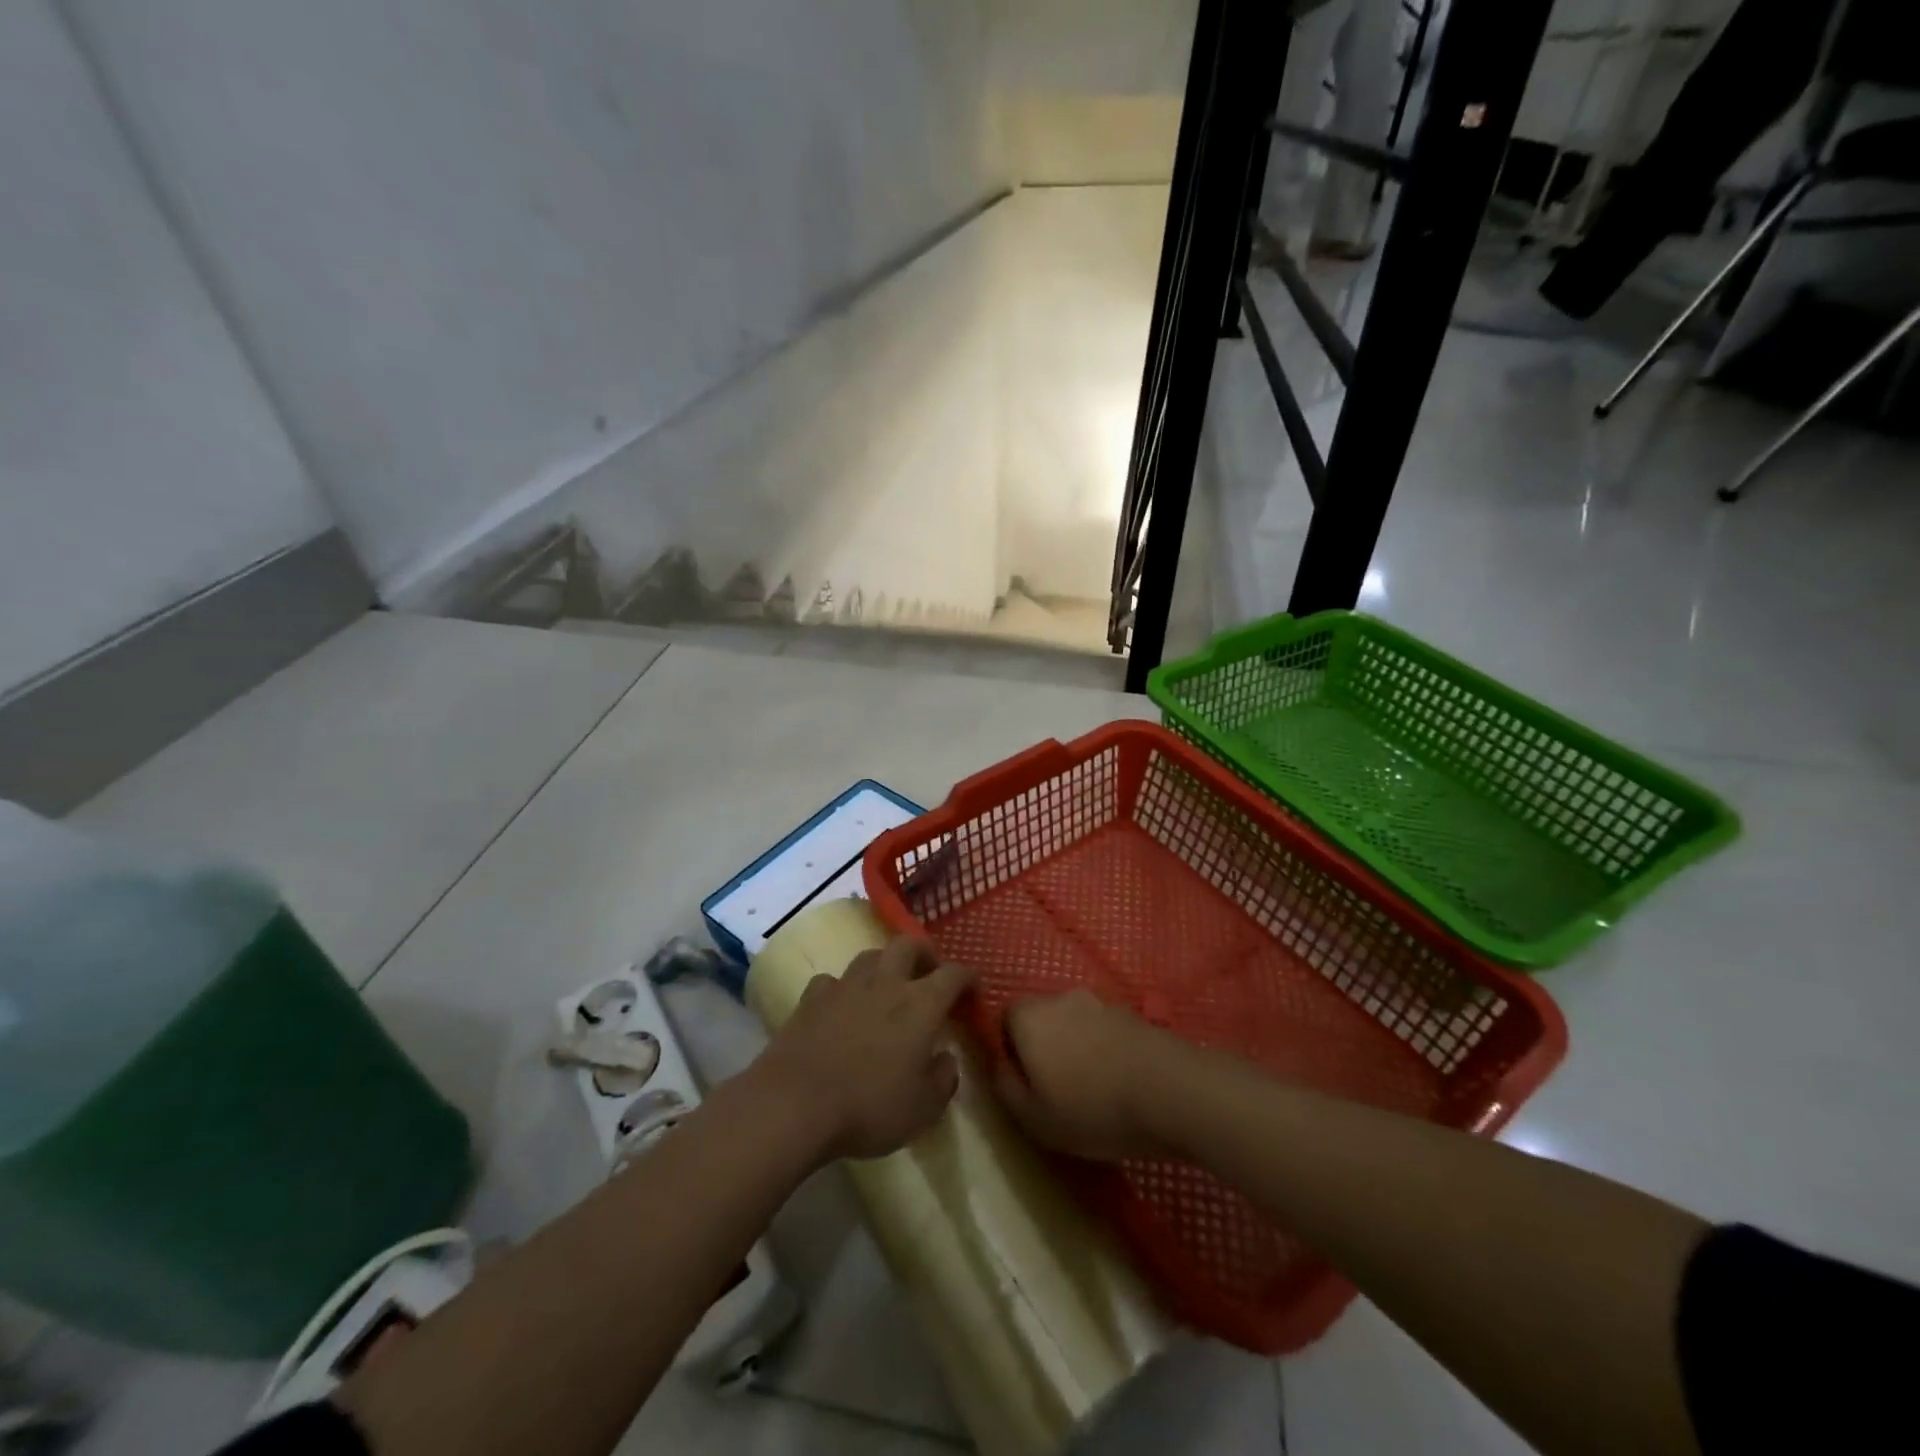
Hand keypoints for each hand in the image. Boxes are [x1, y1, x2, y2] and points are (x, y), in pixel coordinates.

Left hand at [753, 937, 974, 1162]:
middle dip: (924, 952)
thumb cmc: (869, 1106)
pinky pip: (833, 981)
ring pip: (870, 956)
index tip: (974, 989)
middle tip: (930, 971)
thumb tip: (945, 1059)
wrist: (795, 1103)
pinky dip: (843, 989)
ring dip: (885, 964)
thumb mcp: (923, 1108)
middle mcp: (885, 983)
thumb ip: (943, 1079)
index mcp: (921, 1004)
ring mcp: (845, 986)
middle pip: (908, 945)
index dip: (968, 977)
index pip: (954, 974)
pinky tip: (841, 1006)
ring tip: (888, 985)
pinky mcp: (811, 998)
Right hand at [992, 990, 1187, 1161]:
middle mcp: (1061, 998)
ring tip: (1093, 1090)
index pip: (1005, 1017)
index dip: (1009, 1048)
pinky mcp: (1132, 1014)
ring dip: (1077, 1048)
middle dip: (1044, 1047)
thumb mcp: (1034, 1117)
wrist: (1171, 1091)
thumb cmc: (1092, 1108)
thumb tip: (997, 1065)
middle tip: (1057, 1090)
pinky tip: (1120, 1083)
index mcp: (1030, 1016)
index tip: (1025, 1083)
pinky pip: (1105, 1030)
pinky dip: (1105, 1050)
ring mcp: (1101, 1002)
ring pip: (1075, 1023)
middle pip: (1042, 1017)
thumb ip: (1004, 1087)